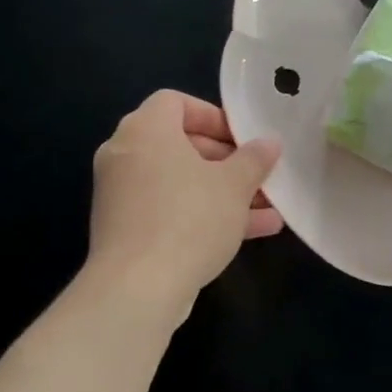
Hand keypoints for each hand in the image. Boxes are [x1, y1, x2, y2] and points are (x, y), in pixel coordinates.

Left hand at [85, 91, 283, 310]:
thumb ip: (254, 159)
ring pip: (179, 181)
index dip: (213, 115)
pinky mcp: (124, 229)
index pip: (175, 102)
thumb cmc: (189, 219)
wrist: (138, 290)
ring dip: (222, 191)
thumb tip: (269, 142)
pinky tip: (249, 233)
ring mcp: (121, 194)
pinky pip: (168, 208)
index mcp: (146, 131)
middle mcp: (125, 155)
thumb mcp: (234, 185)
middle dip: (226, 160)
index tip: (242, 138)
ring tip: (267, 207)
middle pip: (179, 143)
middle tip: (257, 174)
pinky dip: (201, 213)